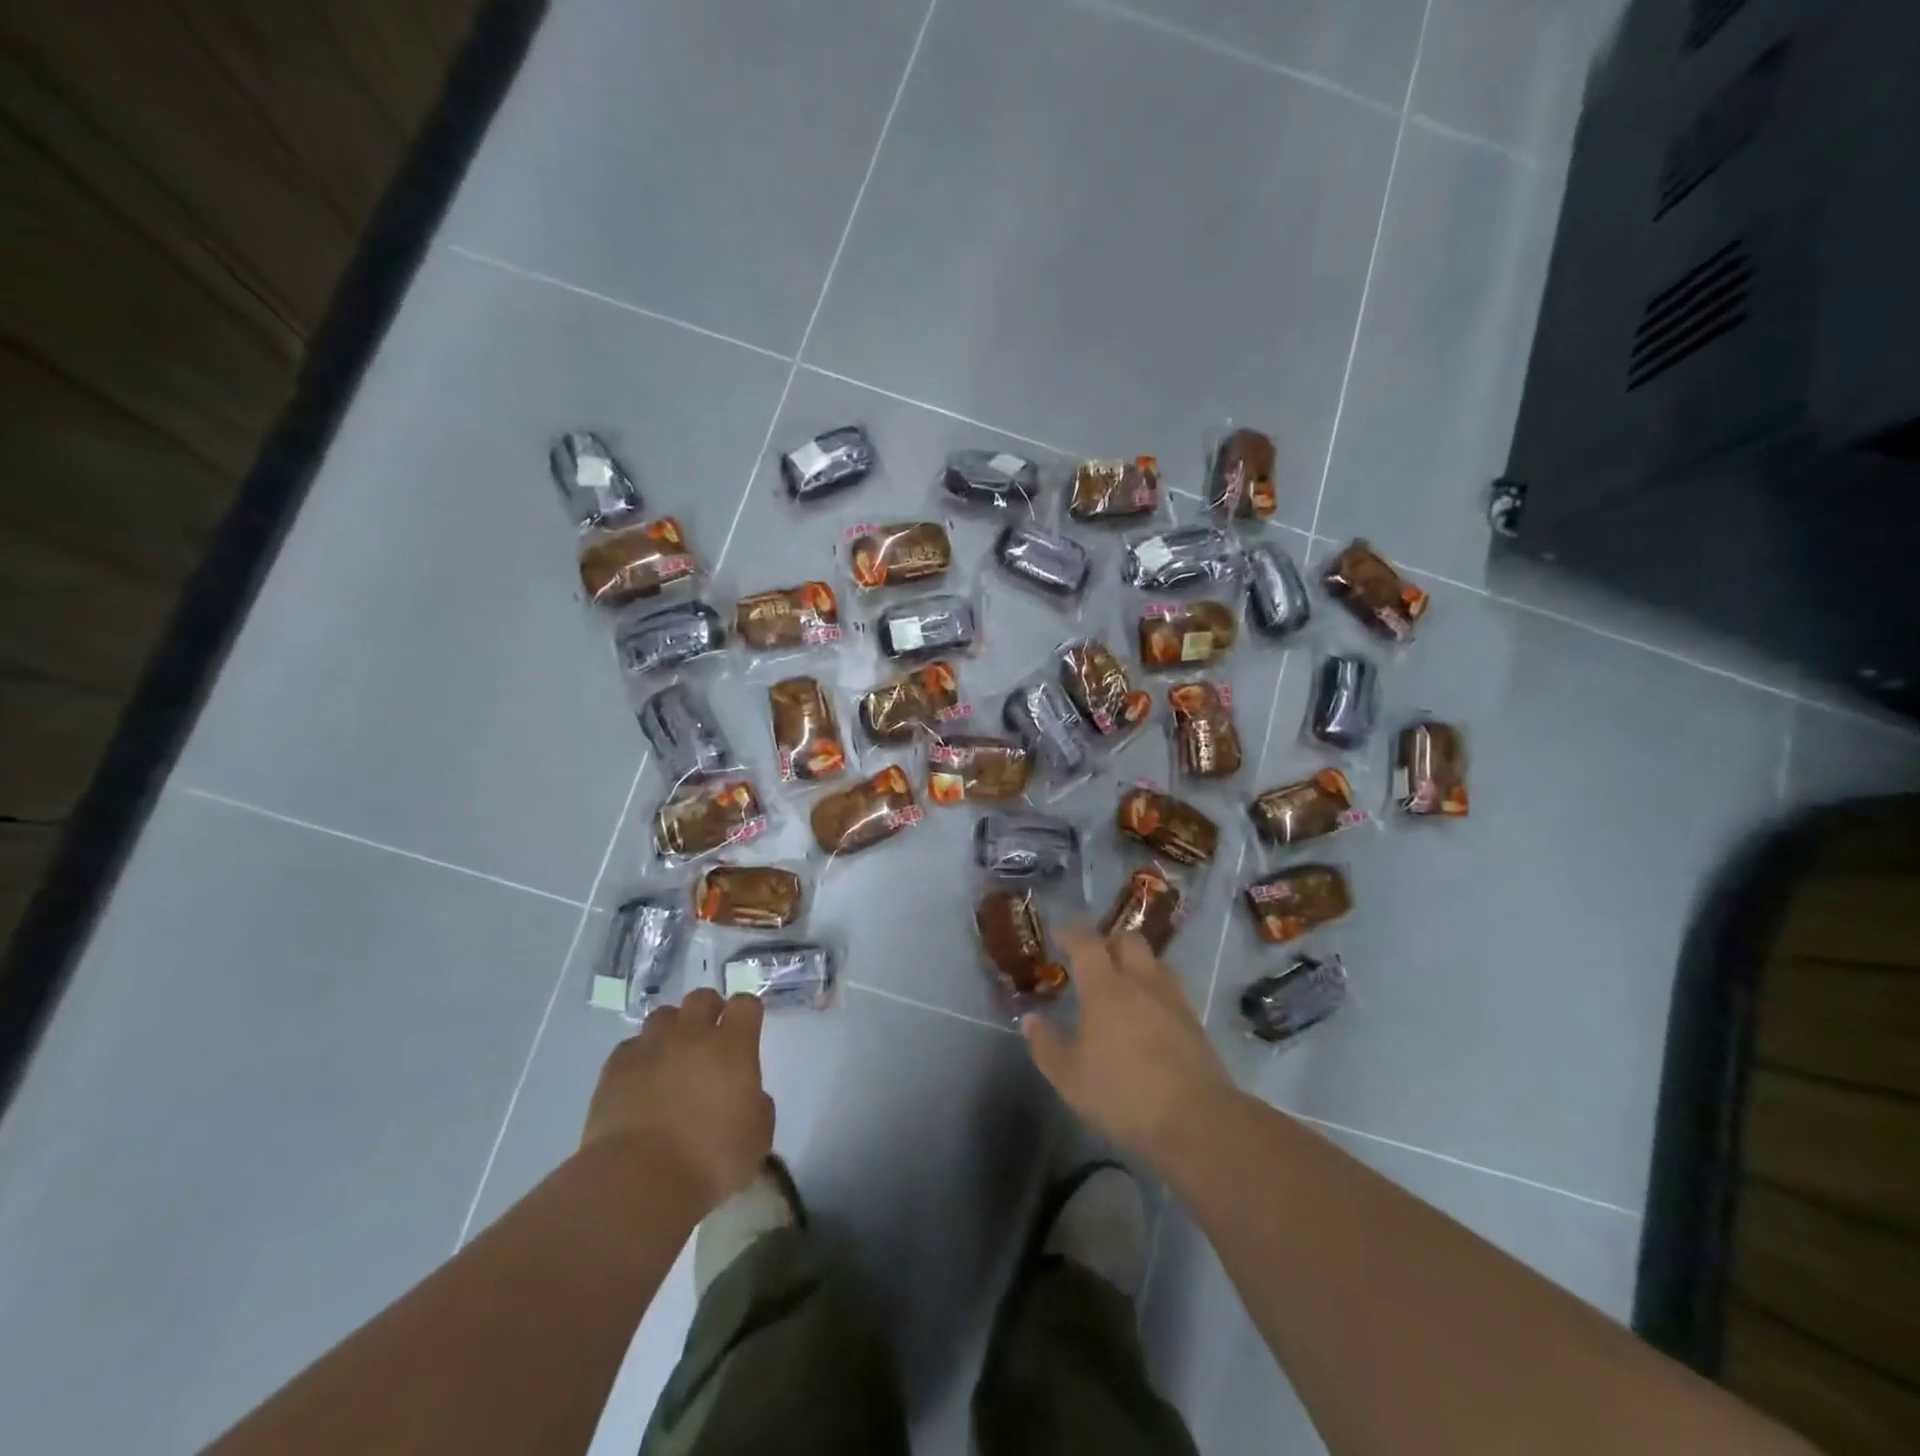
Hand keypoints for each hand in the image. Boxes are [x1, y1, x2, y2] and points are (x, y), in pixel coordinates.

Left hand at [582, 989, 773, 1213]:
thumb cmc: (709, 1162)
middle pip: (702, 998)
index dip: (747, 1014)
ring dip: (673, 1030)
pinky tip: (641, 1082)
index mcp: (733, 1046)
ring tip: (672, 1058)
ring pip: (664, 1016)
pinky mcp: (616, 1067)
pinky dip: (640, 1058)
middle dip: (709, 1011)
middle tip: (709, 1040)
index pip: (746, 1005)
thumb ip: (758, 1106)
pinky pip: (632, 1047)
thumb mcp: (757, 1139)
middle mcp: (692, 1035)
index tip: (747, 1031)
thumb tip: (748, 1097)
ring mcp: (651, 1047)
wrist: (638, 1182)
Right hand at [1024, 927, 1238, 1168]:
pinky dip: (1155, 989)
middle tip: (1093, 959)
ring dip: (1136, 962)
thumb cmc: (1124, 1094)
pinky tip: (1148, 1013)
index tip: (1059, 934)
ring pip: (1154, 961)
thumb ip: (1046, 1046)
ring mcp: (1172, 999)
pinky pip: (1171, 988)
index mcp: (1106, 989)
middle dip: (1108, 941)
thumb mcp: (1070, 1079)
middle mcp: (1141, 983)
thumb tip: (1031, 1020)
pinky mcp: (1194, 1021)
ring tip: (1123, 983)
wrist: (1196, 1120)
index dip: (1071, 933)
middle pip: (1128, 940)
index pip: (1087, 943)